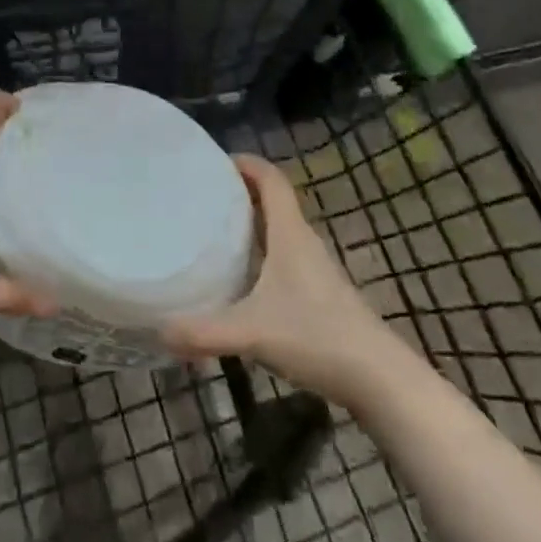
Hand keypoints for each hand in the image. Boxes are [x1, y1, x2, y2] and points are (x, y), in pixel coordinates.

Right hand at [164, 155, 397, 406]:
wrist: (380, 379)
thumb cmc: (317, 337)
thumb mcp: (253, 333)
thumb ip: (204, 332)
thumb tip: (159, 331)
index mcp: (290, 234)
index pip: (272, 179)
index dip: (247, 163)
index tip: (215, 161)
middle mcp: (304, 243)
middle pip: (273, 202)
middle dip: (240, 193)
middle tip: (202, 197)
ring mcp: (316, 270)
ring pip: (279, 232)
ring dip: (252, 225)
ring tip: (214, 233)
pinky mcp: (320, 295)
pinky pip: (284, 259)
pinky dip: (262, 256)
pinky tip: (242, 281)